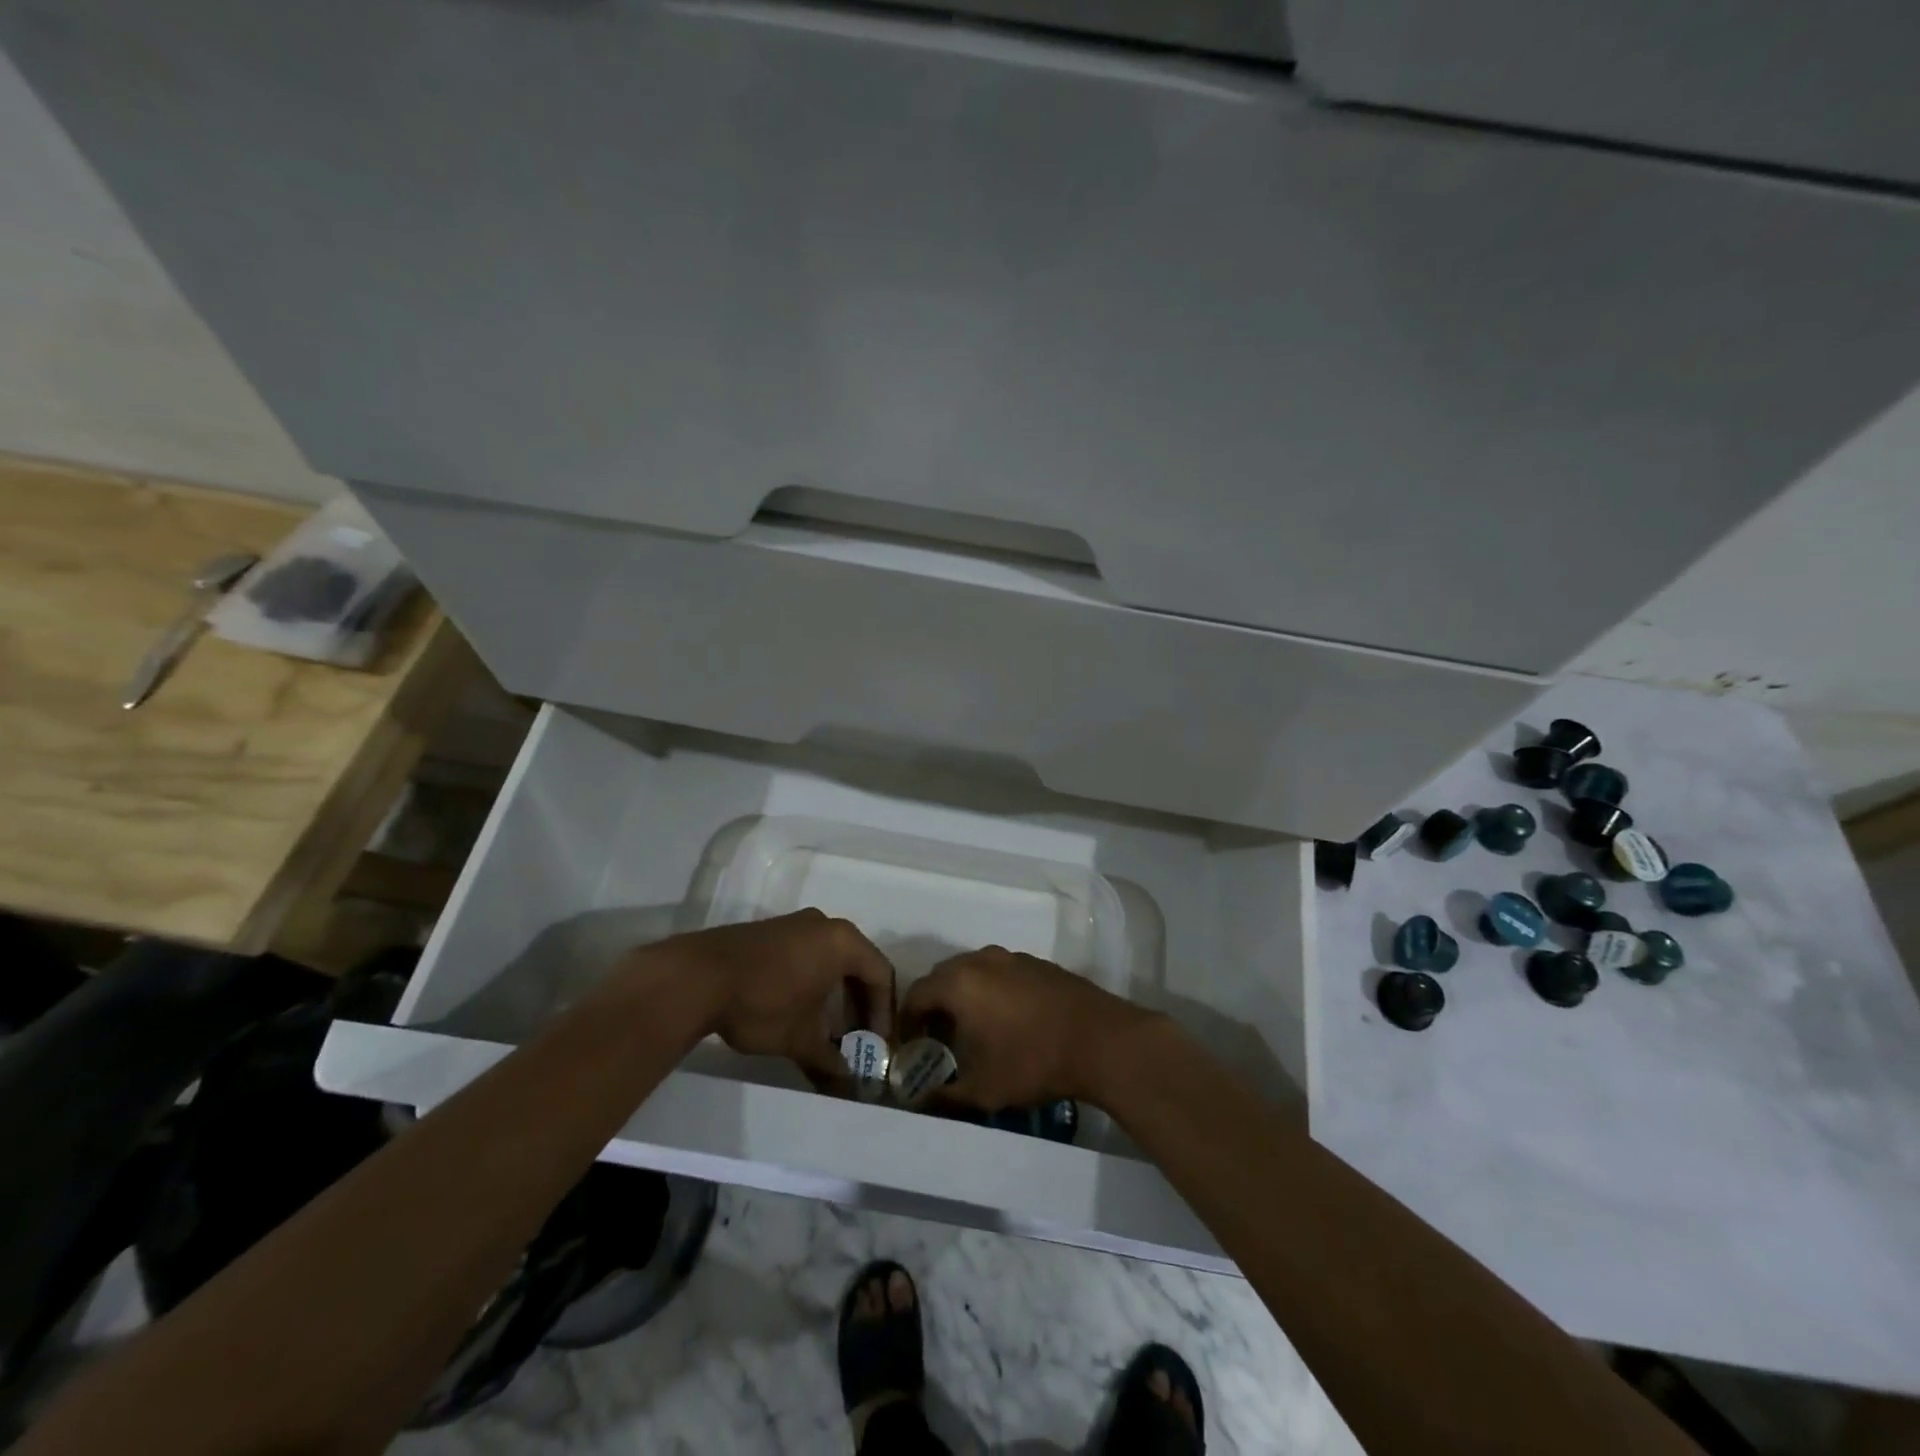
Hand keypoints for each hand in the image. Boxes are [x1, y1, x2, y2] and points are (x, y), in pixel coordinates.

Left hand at [637, 910, 895, 1086]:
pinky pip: (806, 955)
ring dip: (835, 995)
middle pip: (857, 964)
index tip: (879, 1044)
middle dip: (859, 1004)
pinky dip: (812, 982)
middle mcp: (824, 924)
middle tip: (857, 1038)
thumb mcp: (801, 1039)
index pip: (881, 973)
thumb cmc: (764, 1003)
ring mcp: (794, 924)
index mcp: (843, 941)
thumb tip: (849, 1086)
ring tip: (827, 1031)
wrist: (697, 977)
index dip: (884, 1012)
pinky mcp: (770, 932)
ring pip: (830, 959)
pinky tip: (798, 1011)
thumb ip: (830, 1061)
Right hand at [900, 946, 1150, 1109]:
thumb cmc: (1032, 1061)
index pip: (916, 994)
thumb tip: (920, 1102)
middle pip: (943, 977)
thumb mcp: (982, 1090)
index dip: (908, 1022)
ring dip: (964, 997)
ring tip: (973, 1031)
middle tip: (938, 1040)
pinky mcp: (1038, 964)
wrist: (1100, 1041)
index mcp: (959, 982)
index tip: (911, 1048)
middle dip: (934, 1007)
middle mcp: (982, 960)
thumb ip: (944, 1096)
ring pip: (974, 972)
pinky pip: (1001, 973)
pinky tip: (1008, 1022)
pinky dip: (992, 991)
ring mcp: (1013, 958)